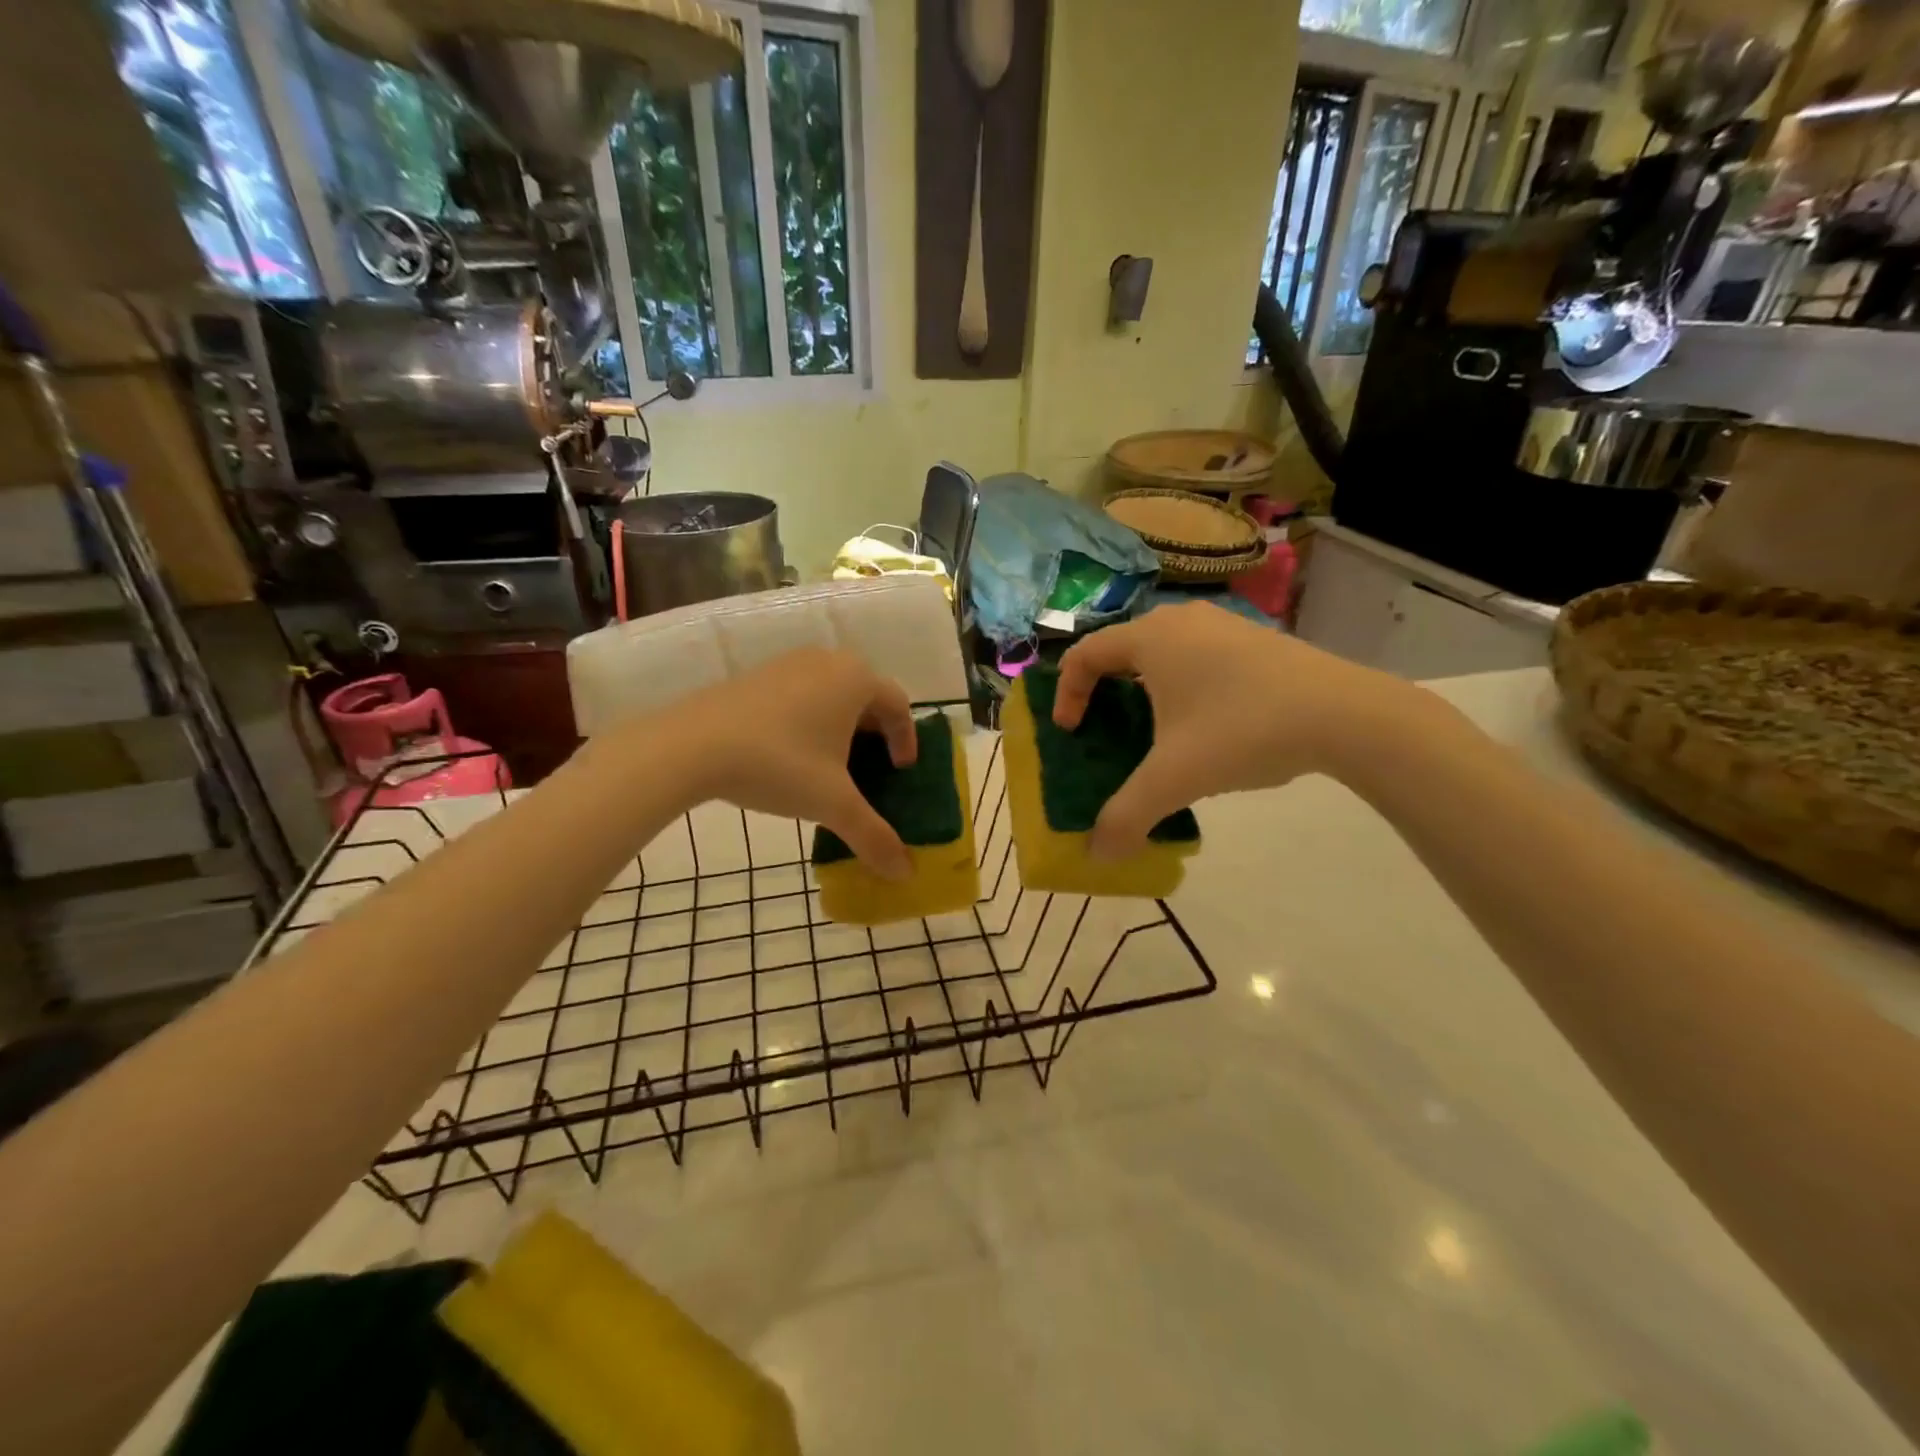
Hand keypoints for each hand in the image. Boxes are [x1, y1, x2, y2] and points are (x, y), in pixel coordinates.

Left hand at [641, 648, 917, 879]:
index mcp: (856, 679)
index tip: (900, 771)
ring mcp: (788, 664)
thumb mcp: (833, 804)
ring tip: (831, 764)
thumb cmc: (779, 765)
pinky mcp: (756, 675)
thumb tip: (905, 873)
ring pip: (831, 693)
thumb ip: (873, 836)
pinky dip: (809, 720)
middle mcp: (827, 661)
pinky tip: (790, 754)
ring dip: (841, 726)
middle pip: (866, 695)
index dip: (906, 740)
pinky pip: (800, 694)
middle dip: (875, 732)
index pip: (899, 705)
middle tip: (871, 768)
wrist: (690, 746)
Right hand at [1052, 603, 1413, 858]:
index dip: (1067, 694)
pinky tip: (1207, 727)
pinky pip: (1198, 657)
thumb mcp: (1175, 779)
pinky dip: (1183, 686)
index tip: (1071, 732)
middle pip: (1121, 650)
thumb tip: (1097, 856)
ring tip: (1155, 732)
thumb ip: (1127, 816)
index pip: (1084, 655)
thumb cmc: (1241, 731)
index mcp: (1150, 638)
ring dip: (1145, 690)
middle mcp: (1180, 620)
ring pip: (1163, 653)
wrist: (1344, 714)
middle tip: (1106, 732)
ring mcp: (1222, 625)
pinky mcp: (1254, 639)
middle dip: (1104, 692)